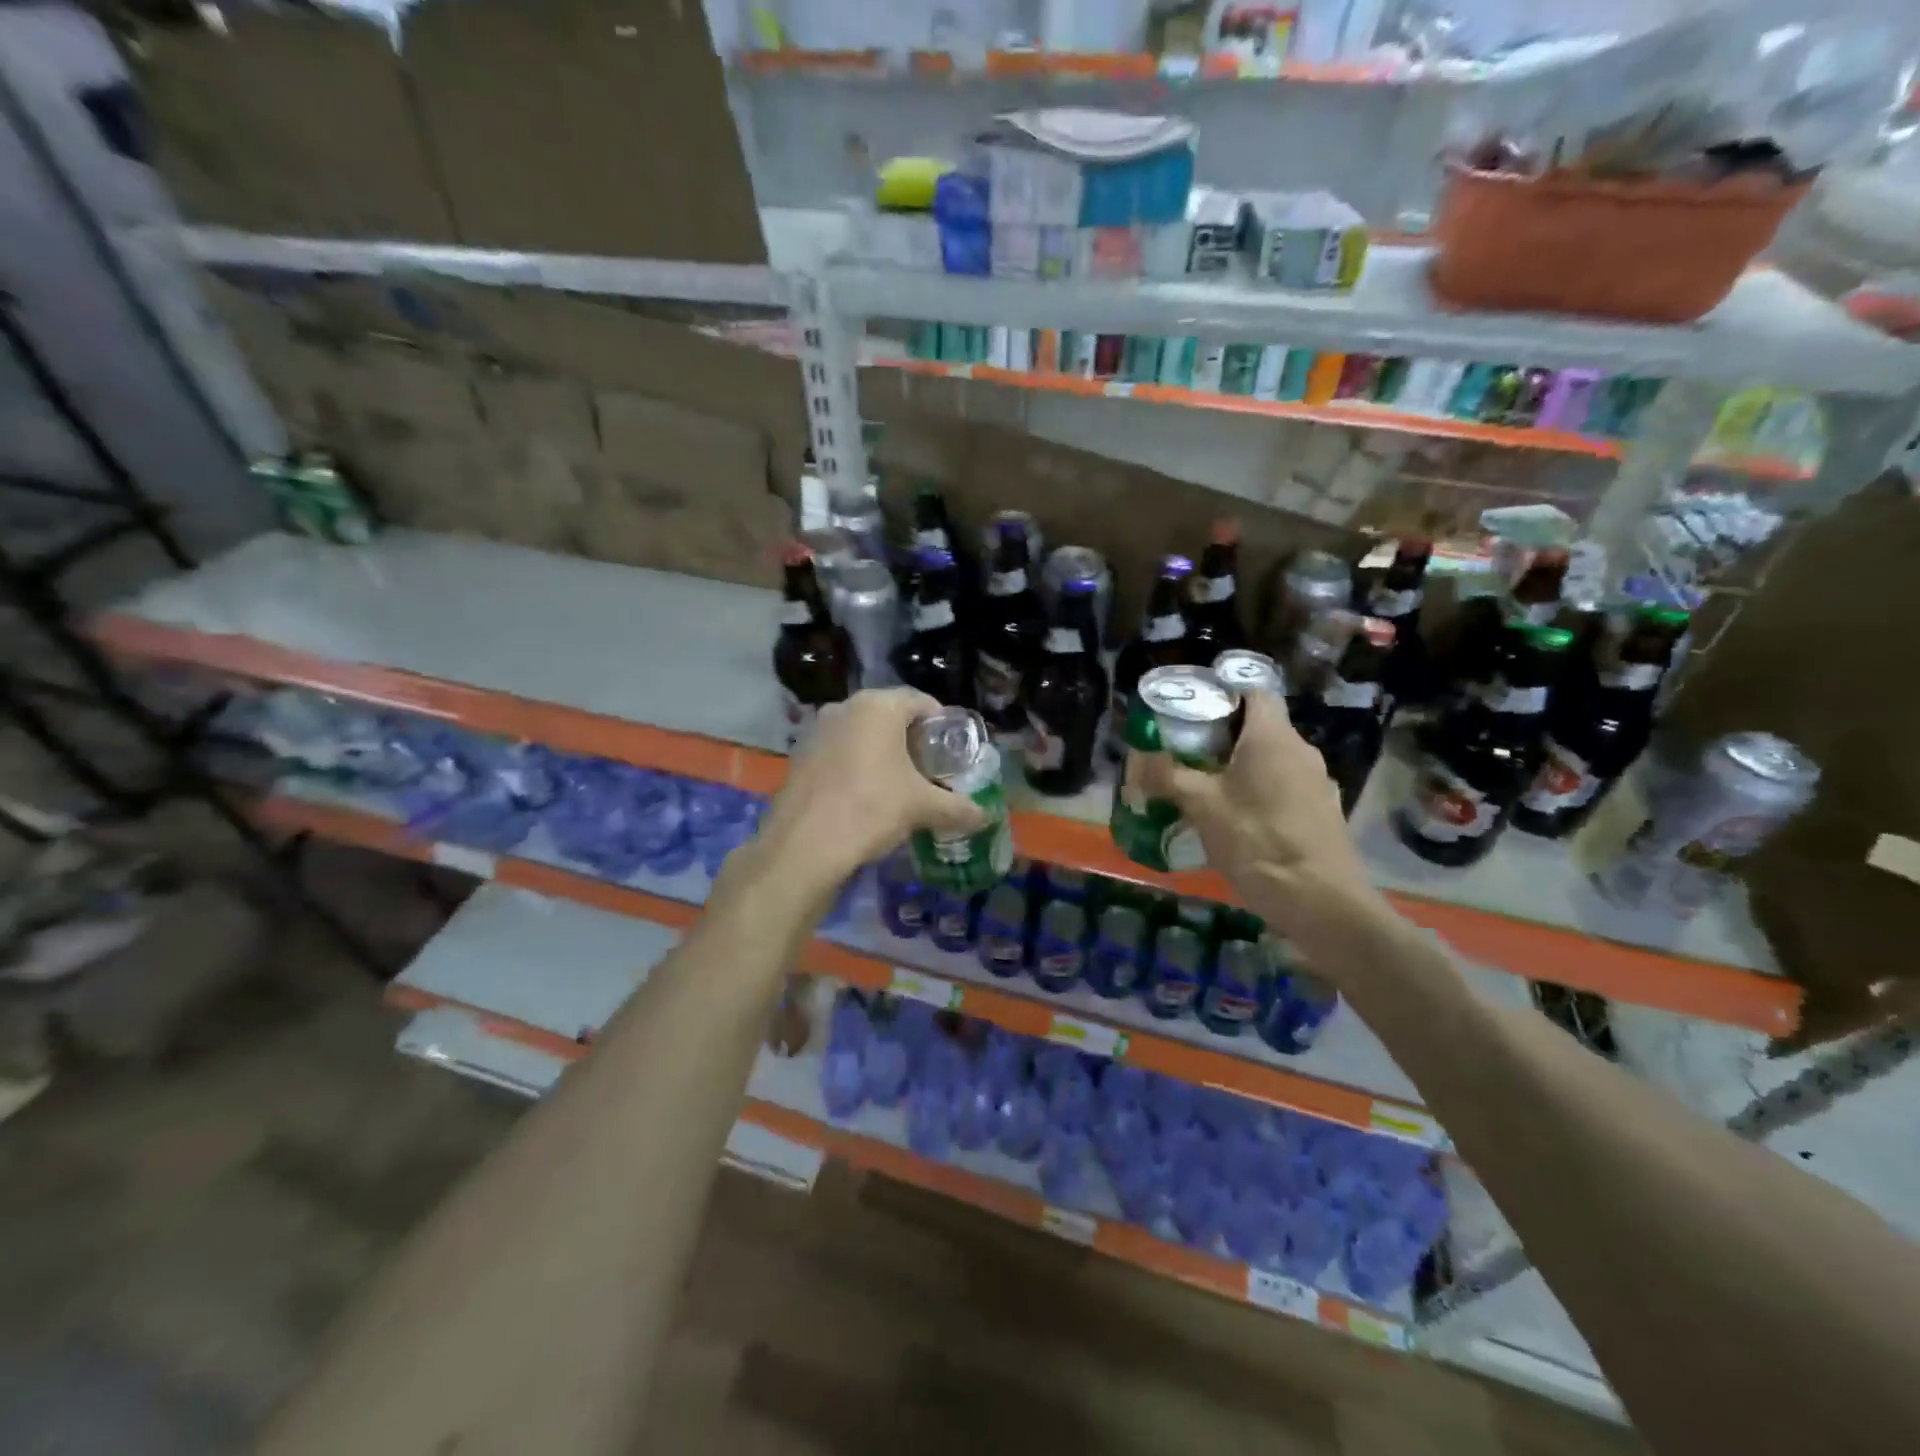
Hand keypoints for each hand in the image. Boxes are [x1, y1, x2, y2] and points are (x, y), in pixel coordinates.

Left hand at [755, 689, 988, 891]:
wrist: (804, 846)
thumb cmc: (871, 809)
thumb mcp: (922, 807)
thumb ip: (958, 808)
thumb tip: (985, 816)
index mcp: (878, 707)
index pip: (921, 701)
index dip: (941, 724)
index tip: (952, 751)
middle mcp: (844, 707)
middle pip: (889, 715)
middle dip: (911, 739)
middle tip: (929, 769)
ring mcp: (816, 730)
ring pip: (860, 733)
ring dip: (881, 751)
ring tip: (898, 784)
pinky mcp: (799, 755)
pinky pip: (838, 751)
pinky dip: (854, 764)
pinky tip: (863, 795)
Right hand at [1130, 691, 1388, 966]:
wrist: (1321, 902)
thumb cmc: (1257, 840)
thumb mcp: (1201, 807)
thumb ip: (1168, 777)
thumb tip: (1137, 760)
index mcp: (1273, 737)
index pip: (1253, 692)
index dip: (1222, 695)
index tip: (1192, 713)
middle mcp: (1301, 751)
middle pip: (1259, 729)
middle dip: (1221, 739)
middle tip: (1186, 756)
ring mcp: (1318, 784)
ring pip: (1272, 763)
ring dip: (1241, 771)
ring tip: (1207, 792)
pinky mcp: (1323, 814)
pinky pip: (1285, 790)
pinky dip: (1261, 796)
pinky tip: (1239, 824)